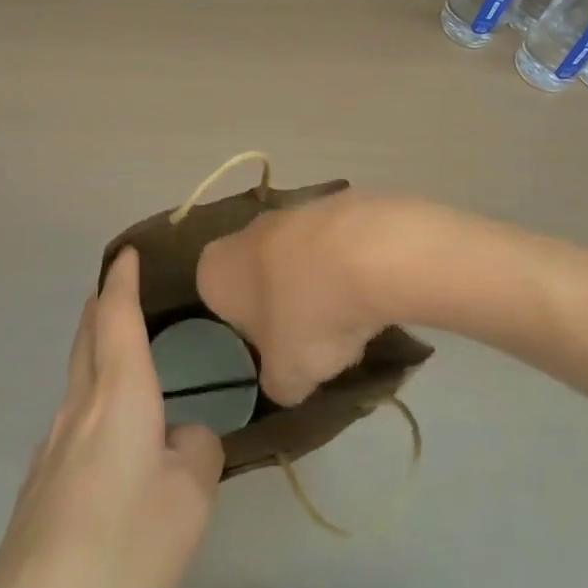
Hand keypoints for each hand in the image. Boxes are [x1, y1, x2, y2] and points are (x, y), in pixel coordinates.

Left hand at [0, 248, 222, 587]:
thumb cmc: (123, 551)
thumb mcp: (189, 501)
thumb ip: (196, 453)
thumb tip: (184, 439)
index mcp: (117, 396)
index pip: (116, 317)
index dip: (122, 280)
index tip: (126, 253)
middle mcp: (77, 410)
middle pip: (86, 339)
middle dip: (102, 307)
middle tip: (121, 290)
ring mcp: (50, 450)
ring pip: (77, 380)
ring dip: (96, 353)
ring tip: (123, 356)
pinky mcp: (38, 489)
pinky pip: (72, 423)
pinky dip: (93, 402)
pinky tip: (110, 442)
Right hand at [197, 190, 407, 405]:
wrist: (368, 252)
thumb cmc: (307, 315)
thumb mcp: (288, 374)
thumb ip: (278, 383)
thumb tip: (283, 385)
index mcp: (216, 269)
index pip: (217, 299)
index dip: (245, 327)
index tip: (272, 348)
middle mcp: (246, 232)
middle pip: (259, 274)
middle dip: (283, 302)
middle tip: (311, 337)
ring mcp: (292, 211)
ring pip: (299, 257)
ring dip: (318, 283)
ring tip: (350, 319)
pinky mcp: (336, 202)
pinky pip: (335, 244)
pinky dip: (348, 265)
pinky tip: (372, 289)